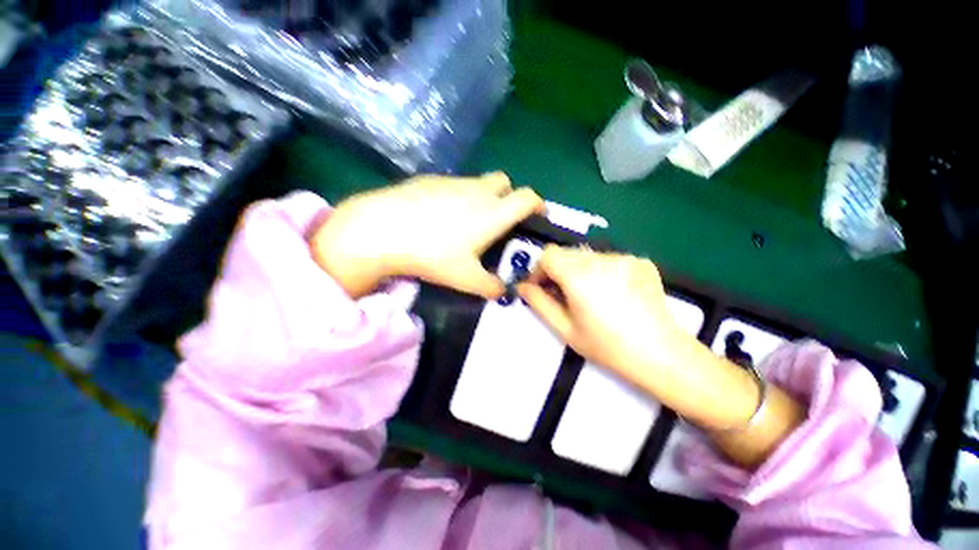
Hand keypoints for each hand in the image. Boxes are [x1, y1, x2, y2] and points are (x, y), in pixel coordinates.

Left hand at [310, 173, 544, 297]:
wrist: (384, 229)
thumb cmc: (433, 254)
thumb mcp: (466, 279)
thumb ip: (490, 286)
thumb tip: (502, 291)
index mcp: (494, 212)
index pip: (528, 198)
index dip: (538, 204)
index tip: (538, 214)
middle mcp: (478, 190)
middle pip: (505, 181)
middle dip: (509, 196)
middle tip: (500, 219)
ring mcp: (453, 181)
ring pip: (479, 182)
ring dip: (483, 196)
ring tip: (467, 221)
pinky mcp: (431, 179)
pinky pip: (454, 184)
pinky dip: (458, 196)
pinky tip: (440, 215)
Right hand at [518, 246, 806, 468]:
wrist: (663, 355)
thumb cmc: (608, 347)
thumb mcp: (565, 329)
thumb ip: (539, 303)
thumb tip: (522, 287)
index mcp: (580, 276)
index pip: (547, 254)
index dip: (539, 270)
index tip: (541, 289)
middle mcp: (601, 259)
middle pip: (566, 253)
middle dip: (557, 271)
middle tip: (562, 295)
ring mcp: (624, 257)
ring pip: (586, 255)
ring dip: (578, 271)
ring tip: (588, 296)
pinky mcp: (640, 260)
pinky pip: (608, 259)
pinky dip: (600, 271)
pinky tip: (611, 294)